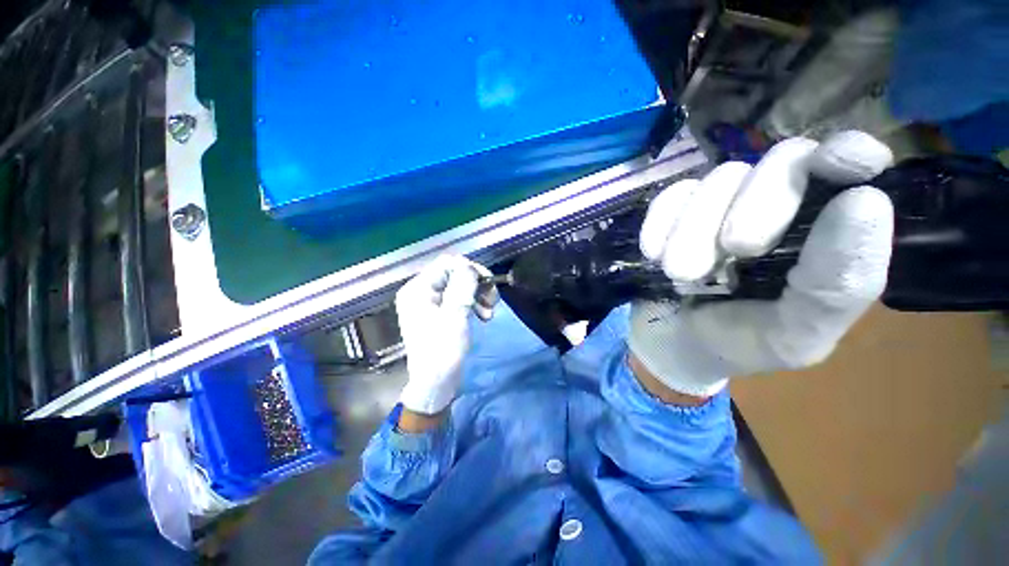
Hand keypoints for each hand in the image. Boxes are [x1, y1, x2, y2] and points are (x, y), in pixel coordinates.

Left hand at [396, 255, 497, 416]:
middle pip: (455, 273)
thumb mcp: (454, 317)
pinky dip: (475, 304)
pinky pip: (461, 298)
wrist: (436, 384)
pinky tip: (484, 316)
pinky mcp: (442, 312)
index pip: (446, 264)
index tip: (487, 283)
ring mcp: (432, 302)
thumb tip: (469, 266)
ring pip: (461, 285)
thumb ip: (462, 287)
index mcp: (418, 290)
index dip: (469, 269)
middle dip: (477, 284)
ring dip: (479, 295)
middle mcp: (422, 292)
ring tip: (489, 313)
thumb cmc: (442, 351)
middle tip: (492, 300)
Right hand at [629, 131, 894, 398]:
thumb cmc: (740, 343)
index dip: (849, 152)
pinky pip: (671, 197)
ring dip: (697, 229)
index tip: (840, 163)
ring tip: (683, 274)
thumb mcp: (797, 334)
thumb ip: (839, 284)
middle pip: (782, 161)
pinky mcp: (674, 212)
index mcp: (824, 232)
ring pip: (719, 180)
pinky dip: (662, 223)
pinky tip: (655, 255)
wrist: (673, 343)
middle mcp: (777, 205)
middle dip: (760, 204)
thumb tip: (862, 199)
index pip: (852, 167)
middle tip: (736, 250)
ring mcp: (720, 205)